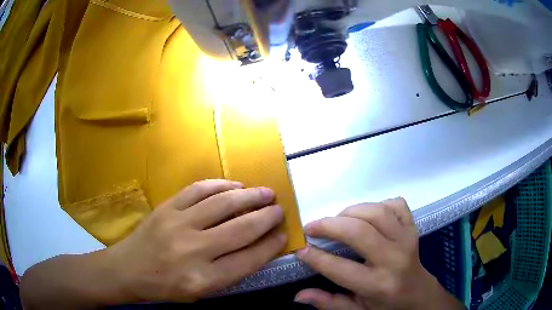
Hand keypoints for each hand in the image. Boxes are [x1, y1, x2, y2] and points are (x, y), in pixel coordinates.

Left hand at [105, 180, 286, 302]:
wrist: (128, 269)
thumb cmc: (166, 287)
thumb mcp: (201, 292)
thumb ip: (230, 272)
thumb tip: (257, 247)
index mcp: (203, 280)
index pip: (249, 259)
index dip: (270, 245)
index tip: (283, 234)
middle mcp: (193, 251)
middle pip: (241, 229)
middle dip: (266, 217)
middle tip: (279, 210)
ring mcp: (177, 224)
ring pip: (223, 204)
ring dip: (249, 196)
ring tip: (266, 193)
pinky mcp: (166, 208)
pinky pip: (199, 190)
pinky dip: (221, 185)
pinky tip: (235, 186)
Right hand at [294, 198, 463, 309]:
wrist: (418, 294)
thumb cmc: (385, 305)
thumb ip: (328, 303)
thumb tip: (298, 296)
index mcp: (377, 285)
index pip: (339, 268)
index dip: (314, 256)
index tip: (300, 247)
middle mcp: (394, 259)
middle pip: (359, 231)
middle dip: (329, 225)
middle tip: (312, 227)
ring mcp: (407, 239)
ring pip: (376, 212)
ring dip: (351, 211)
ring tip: (338, 220)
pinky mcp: (413, 227)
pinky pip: (396, 204)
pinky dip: (378, 204)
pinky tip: (367, 216)